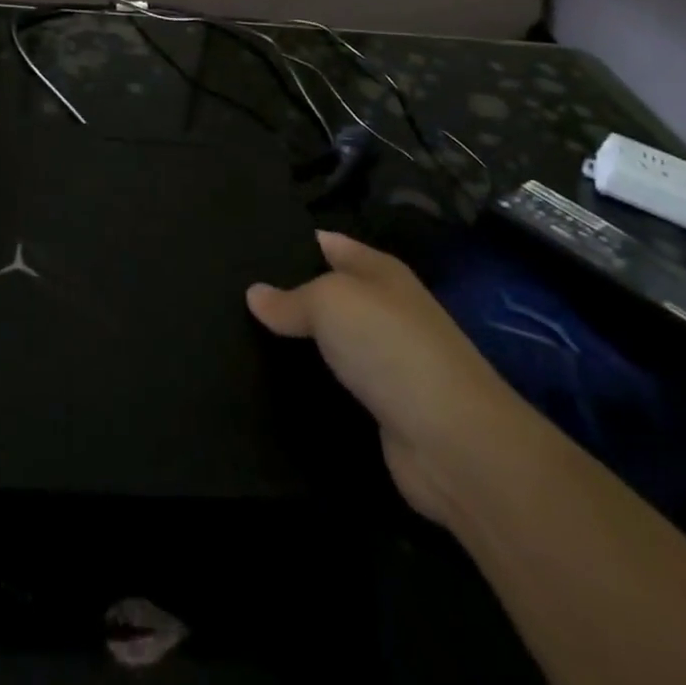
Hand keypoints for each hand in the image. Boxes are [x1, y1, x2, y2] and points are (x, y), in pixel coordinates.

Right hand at [248, 232, 535, 523]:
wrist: (452, 442)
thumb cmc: (390, 348)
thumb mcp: (331, 303)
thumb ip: (291, 298)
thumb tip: (254, 294)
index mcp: (381, 272)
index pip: (331, 244)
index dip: (295, 242)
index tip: (247, 244)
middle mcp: (386, 309)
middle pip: (329, 292)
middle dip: (288, 293)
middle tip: (233, 292)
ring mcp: (387, 360)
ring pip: (330, 339)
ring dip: (297, 340)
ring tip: (241, 333)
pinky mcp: (383, 406)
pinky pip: (336, 381)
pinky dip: (311, 380)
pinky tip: (274, 381)